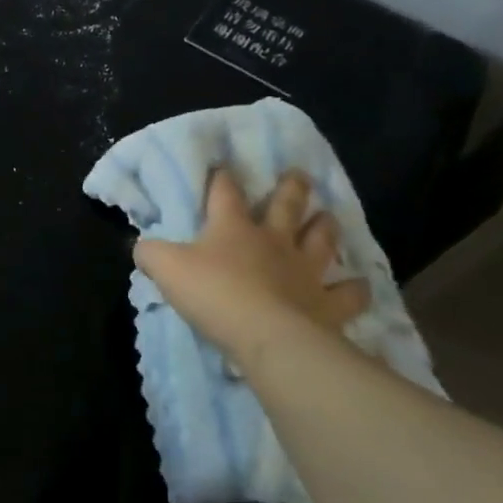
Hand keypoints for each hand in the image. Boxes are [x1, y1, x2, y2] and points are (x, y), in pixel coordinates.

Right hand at [132, 169, 369, 356]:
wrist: (267, 336)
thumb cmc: (213, 293)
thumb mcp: (165, 268)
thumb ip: (151, 253)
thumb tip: (143, 246)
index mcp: (233, 227)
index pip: (225, 193)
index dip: (223, 178)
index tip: (224, 167)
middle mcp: (274, 241)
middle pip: (286, 206)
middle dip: (292, 189)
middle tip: (300, 174)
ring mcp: (305, 272)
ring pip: (321, 241)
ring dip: (326, 228)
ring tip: (330, 218)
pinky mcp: (328, 305)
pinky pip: (348, 294)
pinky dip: (355, 289)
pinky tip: (360, 285)